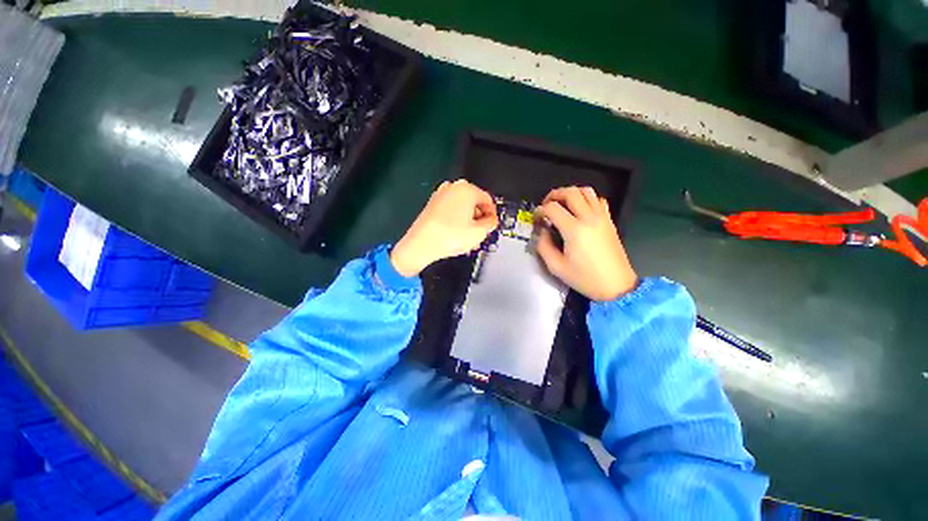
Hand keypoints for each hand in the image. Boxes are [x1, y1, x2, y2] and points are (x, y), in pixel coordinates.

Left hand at [391, 180, 498, 276]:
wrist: (421, 244)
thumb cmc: (449, 236)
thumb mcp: (479, 232)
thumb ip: (491, 223)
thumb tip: (491, 221)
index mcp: (466, 189)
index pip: (488, 200)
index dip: (492, 215)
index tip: (492, 225)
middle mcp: (453, 187)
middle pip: (474, 203)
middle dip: (479, 219)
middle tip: (480, 234)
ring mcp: (440, 195)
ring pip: (462, 208)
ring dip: (468, 221)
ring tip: (468, 238)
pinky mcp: (432, 204)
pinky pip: (451, 210)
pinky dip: (456, 220)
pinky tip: (456, 235)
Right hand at [535, 186, 637, 301]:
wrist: (616, 285)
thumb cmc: (584, 278)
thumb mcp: (556, 267)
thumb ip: (543, 246)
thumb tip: (542, 232)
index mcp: (574, 230)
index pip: (552, 208)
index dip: (540, 211)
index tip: (536, 219)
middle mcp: (588, 218)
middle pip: (570, 192)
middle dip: (553, 195)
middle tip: (545, 205)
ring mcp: (601, 217)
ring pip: (586, 191)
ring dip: (570, 193)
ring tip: (561, 204)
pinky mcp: (609, 220)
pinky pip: (598, 199)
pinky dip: (586, 198)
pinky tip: (579, 210)